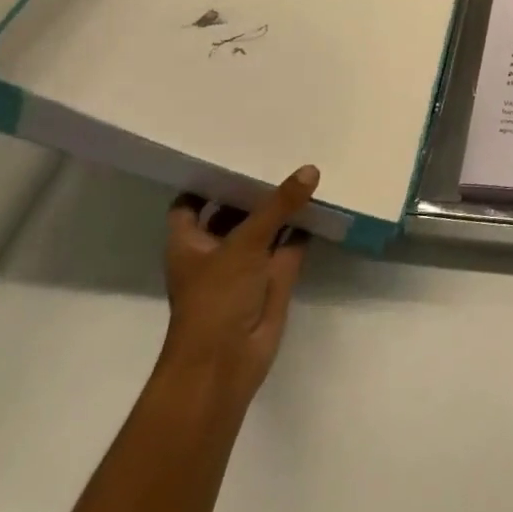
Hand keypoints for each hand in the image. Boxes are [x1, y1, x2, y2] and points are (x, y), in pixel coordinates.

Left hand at [158, 165, 319, 405]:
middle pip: (233, 209)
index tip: (231, 150)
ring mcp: (246, 263)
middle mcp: (216, 248)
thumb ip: (278, 205)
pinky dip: (304, 225)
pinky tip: (322, 199)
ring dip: (282, 204)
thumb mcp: (245, 243)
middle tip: (278, 148)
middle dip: (253, 186)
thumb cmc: (216, 299)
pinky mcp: (274, 276)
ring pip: (266, 225)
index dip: (207, 179)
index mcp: (190, 241)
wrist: (226, 363)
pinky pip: (291, 242)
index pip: (191, 201)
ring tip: (305, 165)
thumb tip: (310, 170)